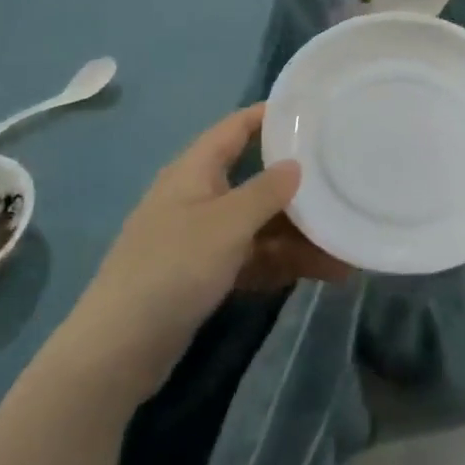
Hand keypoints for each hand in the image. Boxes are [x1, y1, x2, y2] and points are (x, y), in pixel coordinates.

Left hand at [62, 104, 348, 400]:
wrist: (118, 350)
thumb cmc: (173, 267)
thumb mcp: (227, 223)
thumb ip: (266, 191)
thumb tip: (296, 164)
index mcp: (195, 170)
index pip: (237, 127)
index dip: (272, 116)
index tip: (315, 114)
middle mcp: (200, 197)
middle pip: (257, 180)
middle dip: (299, 188)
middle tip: (344, 184)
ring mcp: (202, 238)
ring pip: (260, 225)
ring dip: (299, 236)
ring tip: (346, 249)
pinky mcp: (205, 275)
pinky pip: (254, 258)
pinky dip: (283, 263)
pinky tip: (323, 273)